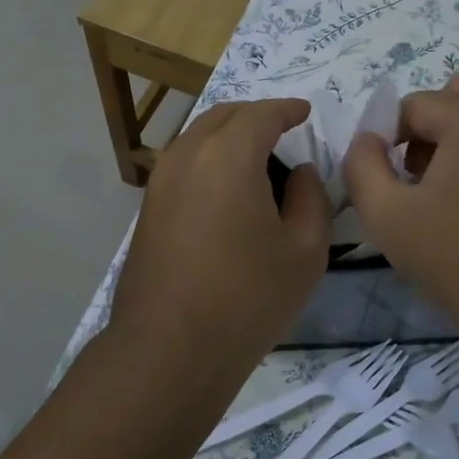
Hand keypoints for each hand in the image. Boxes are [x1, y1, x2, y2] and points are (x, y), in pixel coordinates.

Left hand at [110, 99, 330, 387]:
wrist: (169, 348)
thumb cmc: (247, 298)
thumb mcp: (305, 251)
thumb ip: (311, 198)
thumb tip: (299, 172)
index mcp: (228, 156)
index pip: (262, 114)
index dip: (287, 109)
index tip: (305, 113)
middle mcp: (187, 156)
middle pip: (223, 116)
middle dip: (255, 116)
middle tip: (283, 131)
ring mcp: (160, 182)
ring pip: (197, 138)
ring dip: (227, 137)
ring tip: (257, 160)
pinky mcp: (147, 209)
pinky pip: (182, 165)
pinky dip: (208, 160)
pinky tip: (226, 189)